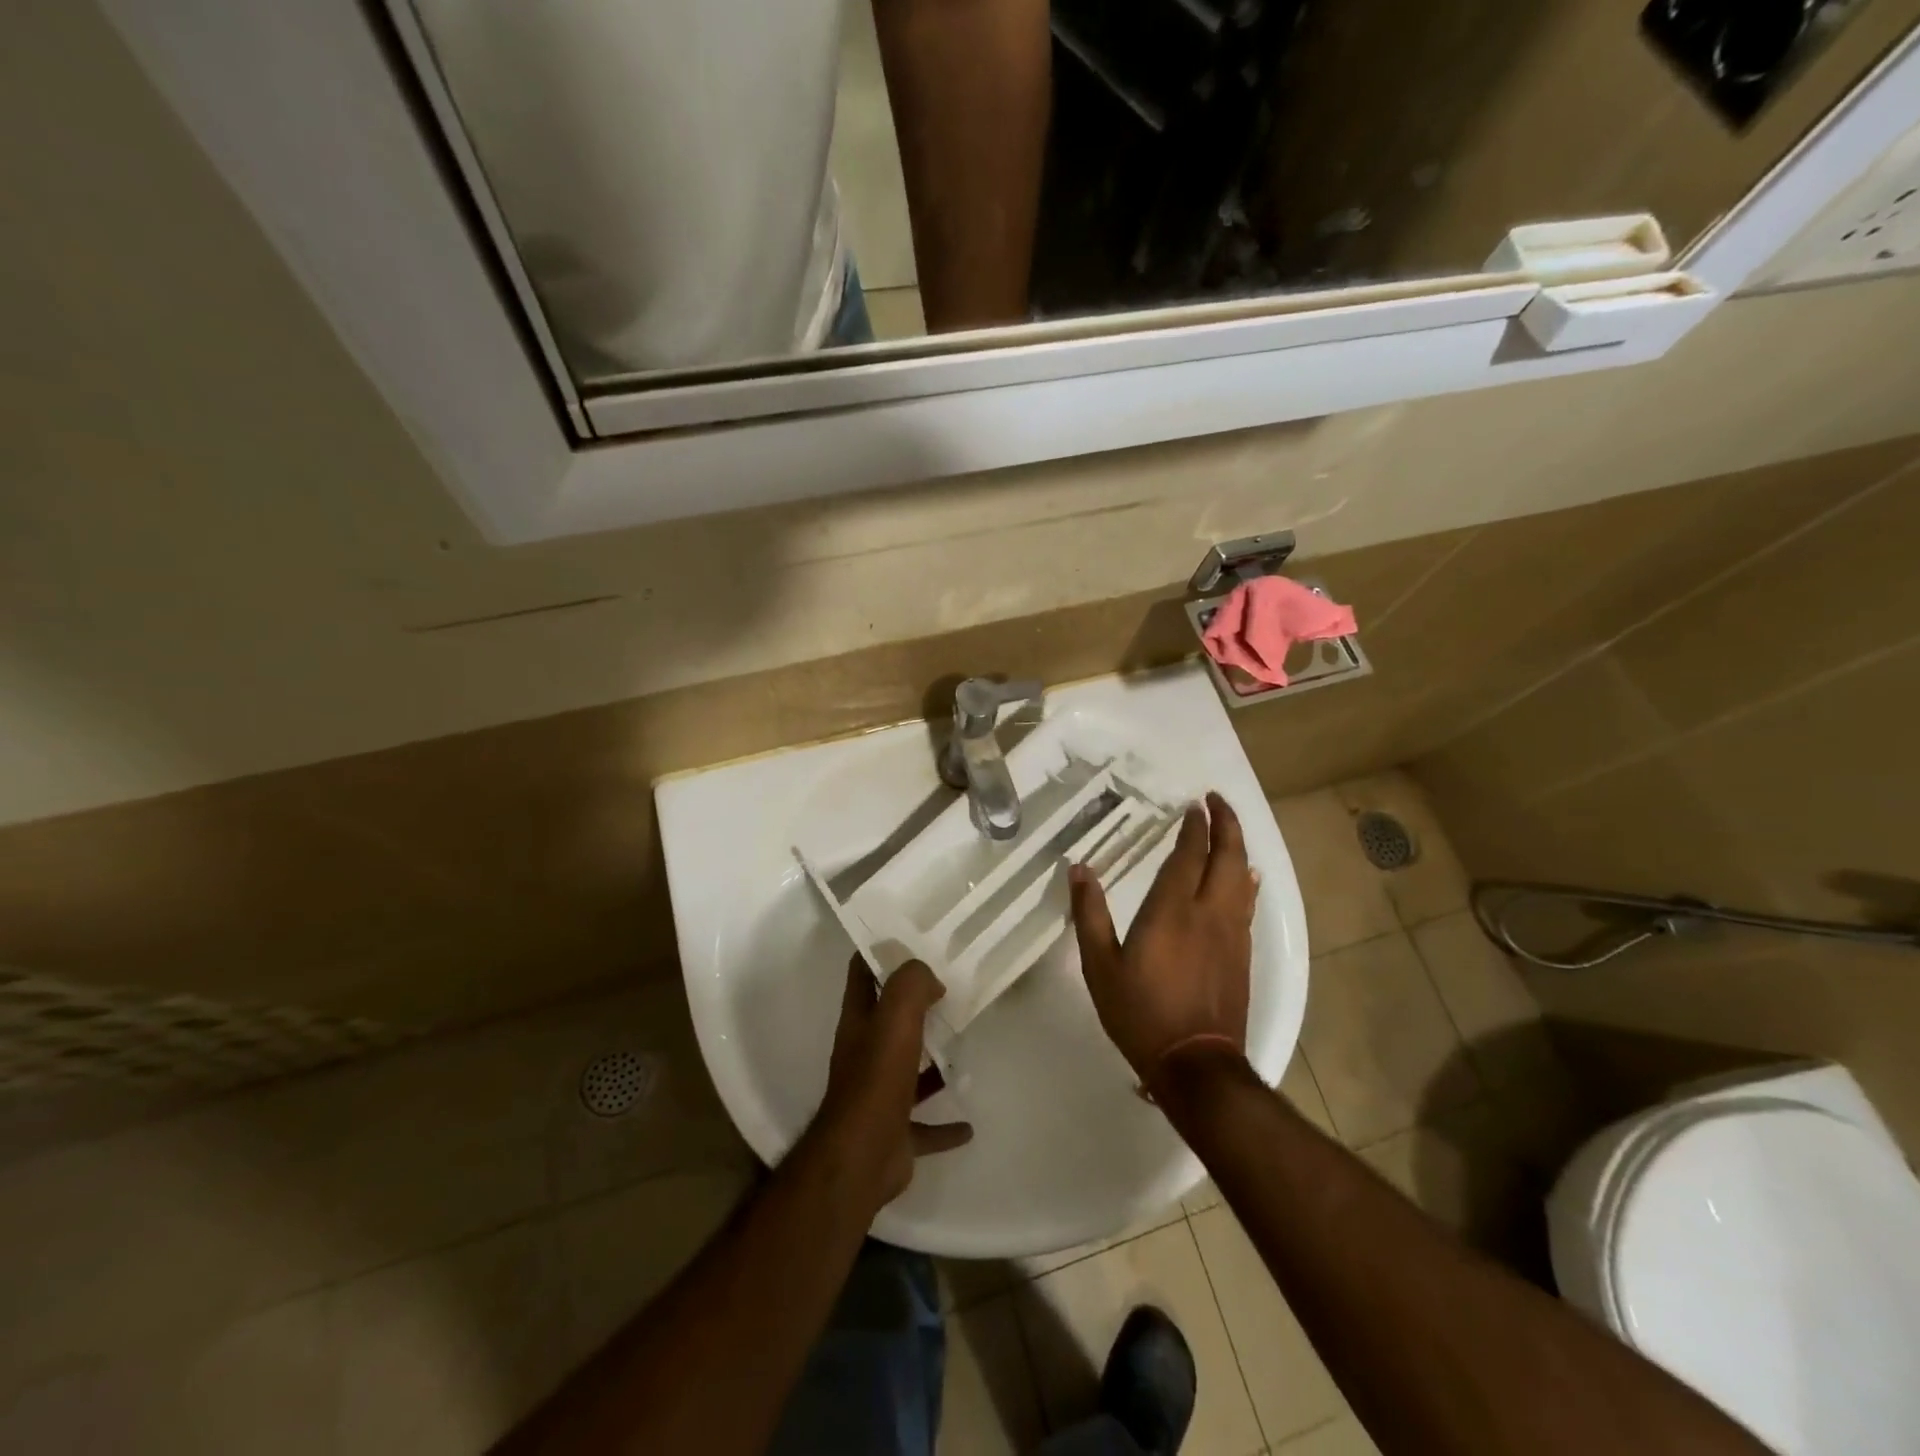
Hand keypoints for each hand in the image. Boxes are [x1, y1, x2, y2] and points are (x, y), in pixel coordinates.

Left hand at [812, 957, 973, 1209]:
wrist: (862, 1157)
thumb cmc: (877, 1079)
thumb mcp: (895, 1017)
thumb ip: (911, 985)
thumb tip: (929, 978)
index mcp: (858, 1022)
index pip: (861, 973)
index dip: (879, 952)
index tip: (910, 938)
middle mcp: (864, 1054)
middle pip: (888, 1021)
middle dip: (914, 1005)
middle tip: (951, 989)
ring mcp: (879, 1096)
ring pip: (908, 1071)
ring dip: (931, 1063)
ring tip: (963, 1048)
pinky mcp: (895, 1133)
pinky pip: (924, 1125)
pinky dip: (945, 1126)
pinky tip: (969, 1126)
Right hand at [1068, 791, 1256, 1091]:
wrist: (1196, 1065)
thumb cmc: (1140, 1014)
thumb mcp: (1101, 966)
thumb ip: (1090, 915)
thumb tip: (1079, 869)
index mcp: (1172, 911)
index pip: (1189, 855)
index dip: (1194, 827)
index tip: (1194, 805)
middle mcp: (1209, 913)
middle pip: (1227, 857)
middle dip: (1226, 824)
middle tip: (1218, 801)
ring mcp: (1232, 934)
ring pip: (1243, 877)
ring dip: (1238, 846)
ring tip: (1231, 829)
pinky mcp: (1244, 954)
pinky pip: (1248, 902)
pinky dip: (1246, 880)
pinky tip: (1246, 877)